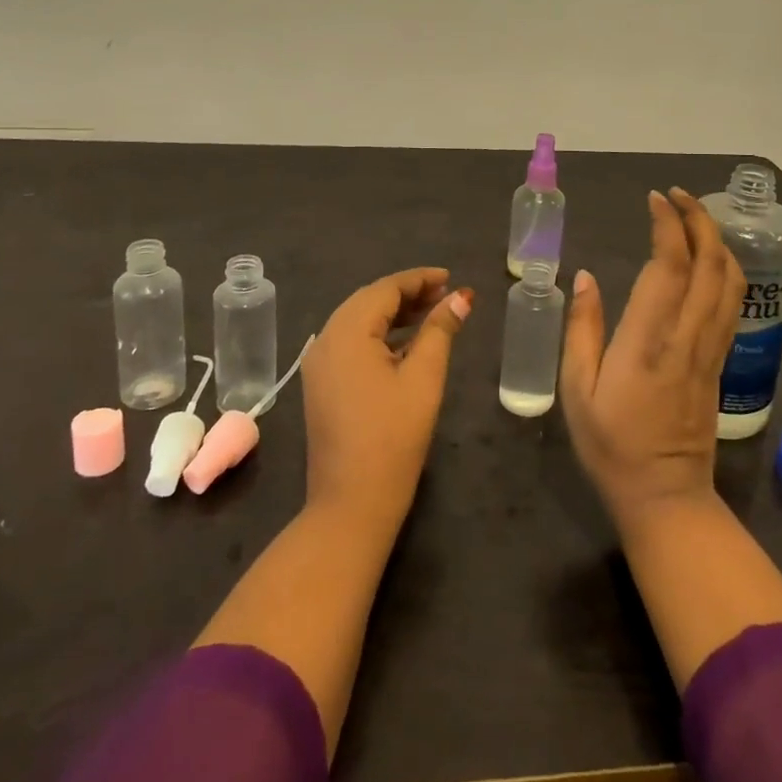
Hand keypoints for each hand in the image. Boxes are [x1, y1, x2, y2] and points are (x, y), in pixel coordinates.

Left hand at [302, 268, 472, 538]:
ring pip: (359, 321)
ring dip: (394, 314)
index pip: (385, 289)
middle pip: (369, 301)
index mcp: (347, 332)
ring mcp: (319, 364)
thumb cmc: (393, 436)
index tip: (450, 277)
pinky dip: (379, 335)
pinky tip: (406, 343)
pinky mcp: (322, 384)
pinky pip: (351, 343)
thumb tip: (461, 297)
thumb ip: (441, 331)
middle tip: (445, 295)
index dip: (419, 279)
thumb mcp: (424, 378)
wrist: (351, 503)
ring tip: (433, 314)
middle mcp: (326, 340)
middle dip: (408, 294)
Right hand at [561, 189, 744, 529]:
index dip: (667, 226)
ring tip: (695, 218)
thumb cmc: (611, 444)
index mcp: (648, 341)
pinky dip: (725, 269)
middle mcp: (687, 337)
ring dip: (718, 241)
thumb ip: (582, 329)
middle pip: (710, 264)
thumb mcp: (576, 389)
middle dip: (699, 220)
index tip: (655, 199)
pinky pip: (731, 304)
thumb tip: (585, 277)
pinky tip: (710, 259)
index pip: (668, 267)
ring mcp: (710, 349)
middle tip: (677, 196)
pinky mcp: (720, 361)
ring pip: (730, 282)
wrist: (665, 496)